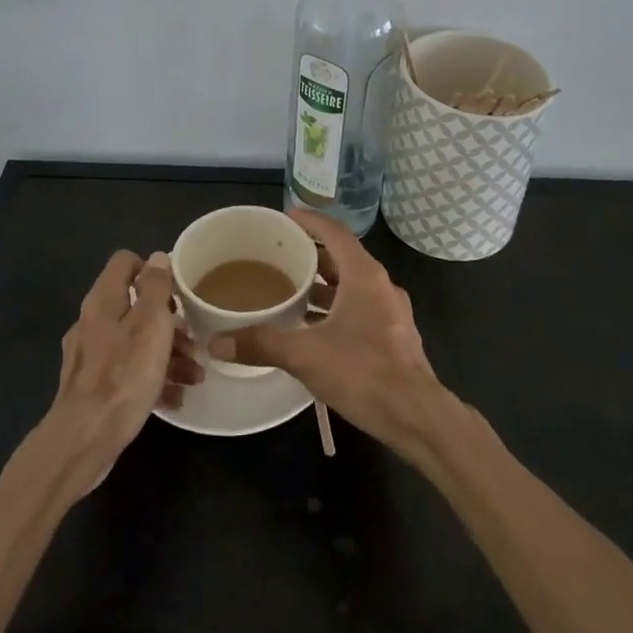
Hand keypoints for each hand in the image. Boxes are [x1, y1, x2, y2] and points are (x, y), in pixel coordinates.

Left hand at [44, 251, 201, 494]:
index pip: (124, 262)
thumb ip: (156, 288)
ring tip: (194, 376)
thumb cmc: (123, 376)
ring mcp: (89, 356)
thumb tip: (156, 257)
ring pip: (133, 341)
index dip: (151, 269)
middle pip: (133, 305)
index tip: (176, 292)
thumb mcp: (150, 325)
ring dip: (166, 354)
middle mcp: (92, 322)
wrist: (84, 440)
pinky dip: (150, 379)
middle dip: (168, 321)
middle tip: (192, 341)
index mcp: (103, 301)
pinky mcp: (92, 387)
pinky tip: (174, 398)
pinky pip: (127, 372)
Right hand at [210, 210, 452, 456]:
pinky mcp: (393, 338)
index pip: (336, 233)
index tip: (287, 216)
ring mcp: (391, 313)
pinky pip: (361, 309)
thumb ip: (261, 344)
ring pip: (353, 287)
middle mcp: (381, 286)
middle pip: (344, 258)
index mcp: (364, 276)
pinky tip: (315, 328)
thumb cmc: (363, 373)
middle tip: (281, 256)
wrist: (416, 417)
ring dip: (325, 286)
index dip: (311, 221)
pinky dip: (337, 309)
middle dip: (313, 255)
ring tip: (291, 291)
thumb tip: (216, 342)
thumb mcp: (305, 355)